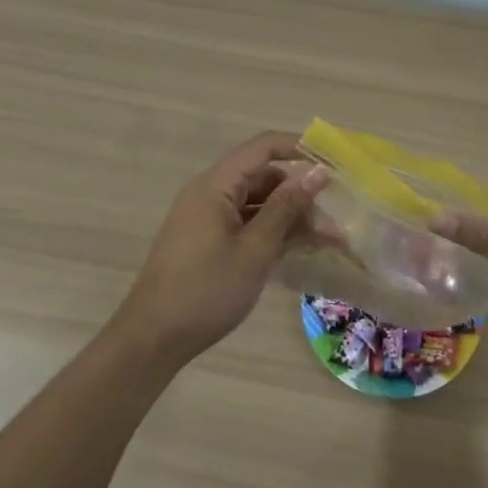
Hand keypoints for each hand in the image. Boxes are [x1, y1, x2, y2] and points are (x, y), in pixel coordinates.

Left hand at [113, 132, 330, 364]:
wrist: (153, 339)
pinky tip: (297, 251)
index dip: (299, 148)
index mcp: (215, 186)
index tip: (334, 165)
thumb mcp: (255, 249)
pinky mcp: (208, 242)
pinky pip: (246, 224)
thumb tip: (318, 172)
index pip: (263, 147)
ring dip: (291, 219)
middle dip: (301, 196)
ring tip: (325, 243)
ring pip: (258, 204)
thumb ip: (287, 207)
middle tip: (333, 227)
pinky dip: (272, 233)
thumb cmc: (206, 290)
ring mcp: (208, 219)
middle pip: (264, 178)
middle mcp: (210, 194)